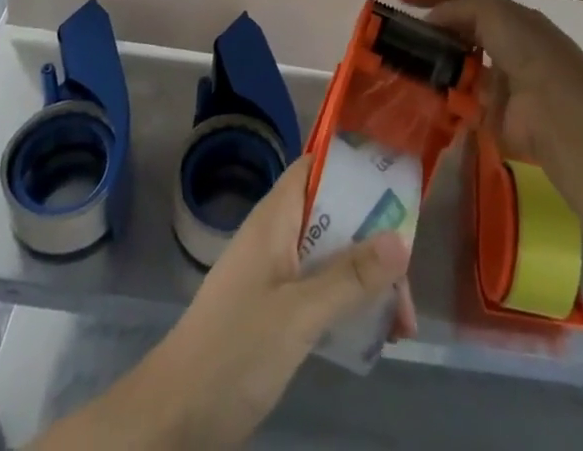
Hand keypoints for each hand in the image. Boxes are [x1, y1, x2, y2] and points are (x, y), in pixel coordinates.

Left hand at [38, 157, 412, 449]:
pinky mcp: (275, 310)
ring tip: (401, 324)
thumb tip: (402, 238)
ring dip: (366, 280)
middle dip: (374, 240)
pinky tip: (373, 337)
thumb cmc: (235, 349)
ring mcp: (275, 273)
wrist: (174, 415)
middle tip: (408, 281)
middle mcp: (276, 236)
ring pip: (331, 257)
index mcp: (275, 218)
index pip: (316, 167)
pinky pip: (321, 290)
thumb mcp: (299, 314)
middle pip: (333, 216)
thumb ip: (350, 276)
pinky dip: (348, 305)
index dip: (355, 168)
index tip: (397, 185)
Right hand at [396, 0, 582, 180]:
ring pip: (457, 67)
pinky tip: (416, 92)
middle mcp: (506, 46)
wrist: (559, 113)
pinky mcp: (493, 117)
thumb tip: (430, 20)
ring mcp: (500, 83)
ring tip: (399, 62)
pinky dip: (441, 97)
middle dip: (432, 32)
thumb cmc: (529, 51)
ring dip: (434, 65)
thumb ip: (457, 9)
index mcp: (510, 18)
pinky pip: (459, 102)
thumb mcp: (492, 12)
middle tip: (396, 35)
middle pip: (460, 33)